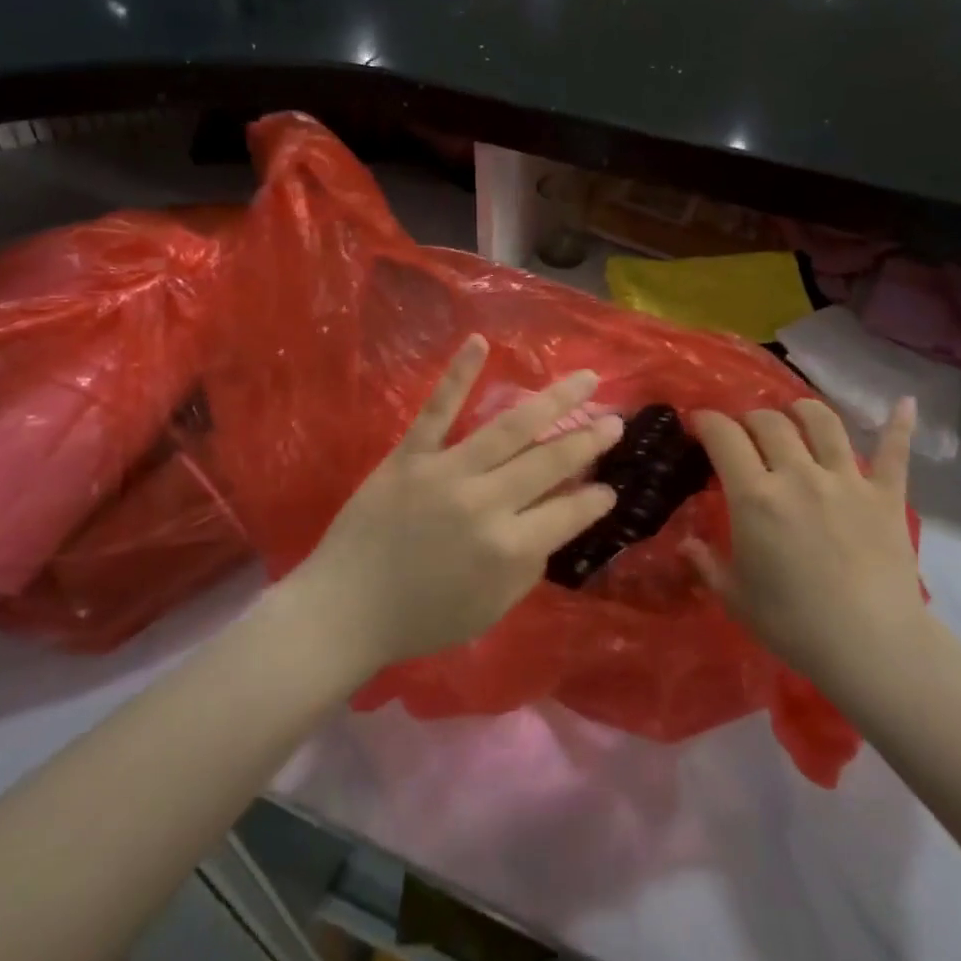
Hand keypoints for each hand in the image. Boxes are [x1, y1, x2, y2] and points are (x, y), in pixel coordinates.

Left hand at [293, 336, 620, 672]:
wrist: (344, 610)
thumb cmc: (422, 617)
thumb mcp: (490, 609)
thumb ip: (530, 567)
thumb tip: (556, 525)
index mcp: (509, 549)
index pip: (570, 513)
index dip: (597, 498)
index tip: (612, 486)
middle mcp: (486, 503)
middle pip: (550, 461)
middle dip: (590, 440)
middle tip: (616, 421)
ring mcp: (446, 472)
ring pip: (510, 428)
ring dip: (553, 400)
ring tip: (586, 379)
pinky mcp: (409, 456)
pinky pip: (437, 410)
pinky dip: (458, 374)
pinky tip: (481, 342)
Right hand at [690, 399, 926, 692]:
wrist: (872, 647)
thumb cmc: (794, 624)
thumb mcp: (735, 597)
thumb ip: (706, 563)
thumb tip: (686, 542)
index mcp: (756, 496)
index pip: (725, 437)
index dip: (707, 422)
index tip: (699, 423)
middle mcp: (798, 474)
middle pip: (770, 422)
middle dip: (750, 418)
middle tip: (744, 432)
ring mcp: (846, 480)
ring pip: (823, 422)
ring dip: (804, 410)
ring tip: (796, 413)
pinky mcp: (886, 494)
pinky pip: (894, 451)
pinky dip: (898, 425)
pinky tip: (904, 403)